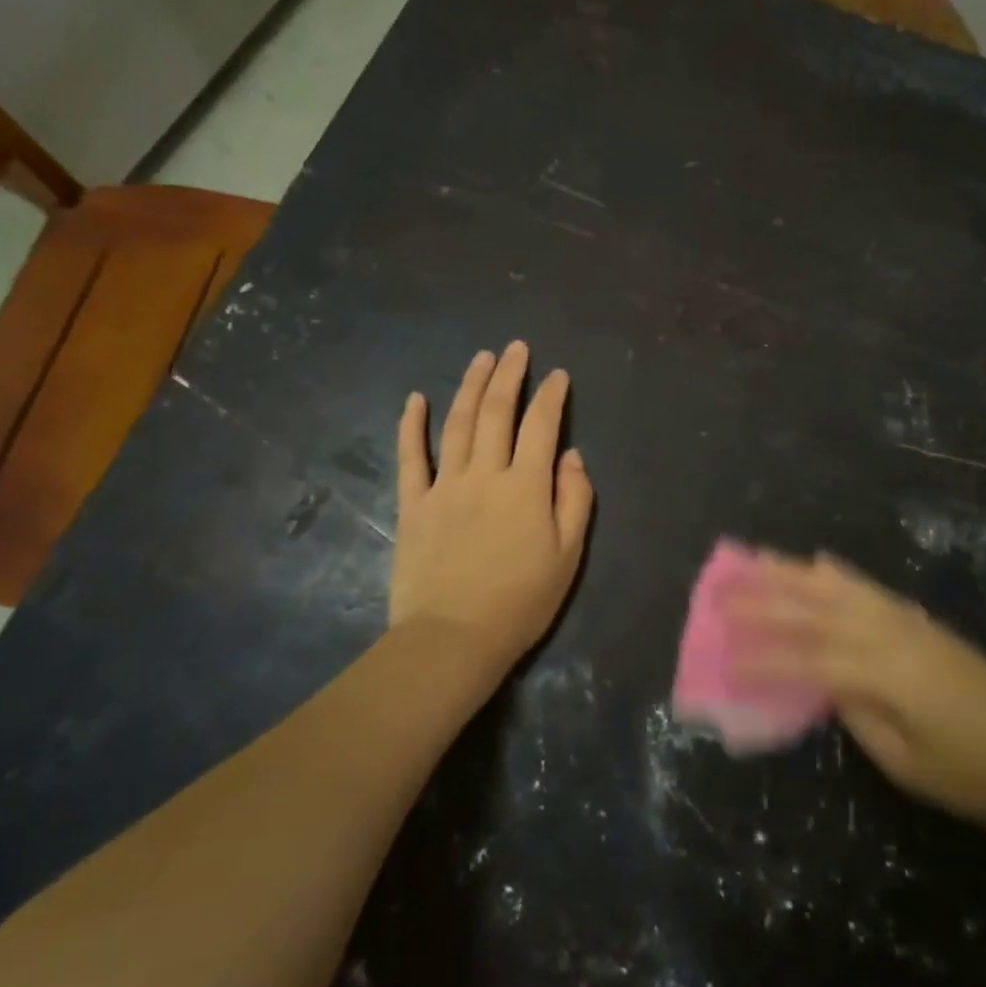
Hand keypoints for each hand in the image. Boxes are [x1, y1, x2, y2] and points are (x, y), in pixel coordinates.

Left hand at [391, 342, 594, 672]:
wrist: (453, 638)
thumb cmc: (521, 601)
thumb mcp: (568, 555)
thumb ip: (574, 500)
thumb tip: (571, 456)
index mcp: (526, 486)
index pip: (542, 426)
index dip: (551, 396)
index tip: (557, 375)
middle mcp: (486, 474)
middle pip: (496, 412)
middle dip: (509, 375)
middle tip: (516, 348)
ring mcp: (445, 486)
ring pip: (458, 424)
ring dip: (470, 386)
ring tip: (481, 358)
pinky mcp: (413, 504)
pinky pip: (411, 457)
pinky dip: (412, 425)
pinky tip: (416, 398)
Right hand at [733, 552, 985, 831]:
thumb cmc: (978, 774)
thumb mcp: (909, 763)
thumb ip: (860, 717)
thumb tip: (826, 685)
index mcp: (882, 672)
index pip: (807, 660)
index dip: (761, 659)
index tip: (721, 657)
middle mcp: (887, 633)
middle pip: (813, 610)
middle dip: (763, 600)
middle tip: (719, 590)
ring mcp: (905, 620)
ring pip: (836, 588)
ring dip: (791, 573)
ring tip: (754, 559)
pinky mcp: (918, 620)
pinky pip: (868, 588)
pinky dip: (838, 572)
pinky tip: (819, 561)